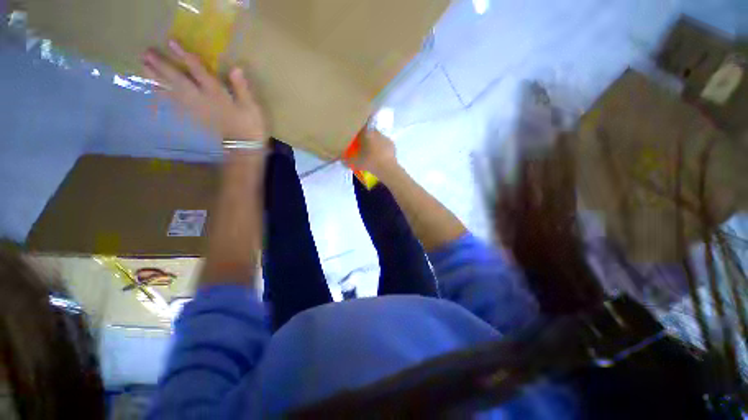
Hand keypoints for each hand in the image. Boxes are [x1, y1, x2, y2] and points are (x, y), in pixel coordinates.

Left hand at [143, 41, 267, 142]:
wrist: (244, 146)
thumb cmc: (250, 125)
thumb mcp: (251, 107)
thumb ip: (242, 88)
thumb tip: (236, 68)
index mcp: (217, 95)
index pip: (199, 73)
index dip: (186, 57)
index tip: (171, 42)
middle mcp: (202, 99)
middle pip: (179, 81)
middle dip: (163, 67)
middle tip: (146, 53)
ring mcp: (196, 109)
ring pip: (172, 91)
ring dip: (157, 79)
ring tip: (143, 67)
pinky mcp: (194, 116)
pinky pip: (174, 103)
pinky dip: (163, 95)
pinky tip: (154, 88)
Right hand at [348, 129, 397, 177]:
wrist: (387, 168)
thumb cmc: (369, 162)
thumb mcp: (354, 162)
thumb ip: (346, 160)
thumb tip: (342, 159)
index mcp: (366, 133)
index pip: (360, 126)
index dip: (357, 130)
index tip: (355, 135)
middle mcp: (376, 132)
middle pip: (369, 132)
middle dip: (366, 137)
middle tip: (362, 145)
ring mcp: (385, 138)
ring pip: (377, 138)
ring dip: (374, 143)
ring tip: (371, 152)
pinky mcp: (392, 144)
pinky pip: (384, 144)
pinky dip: (382, 148)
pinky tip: (380, 156)